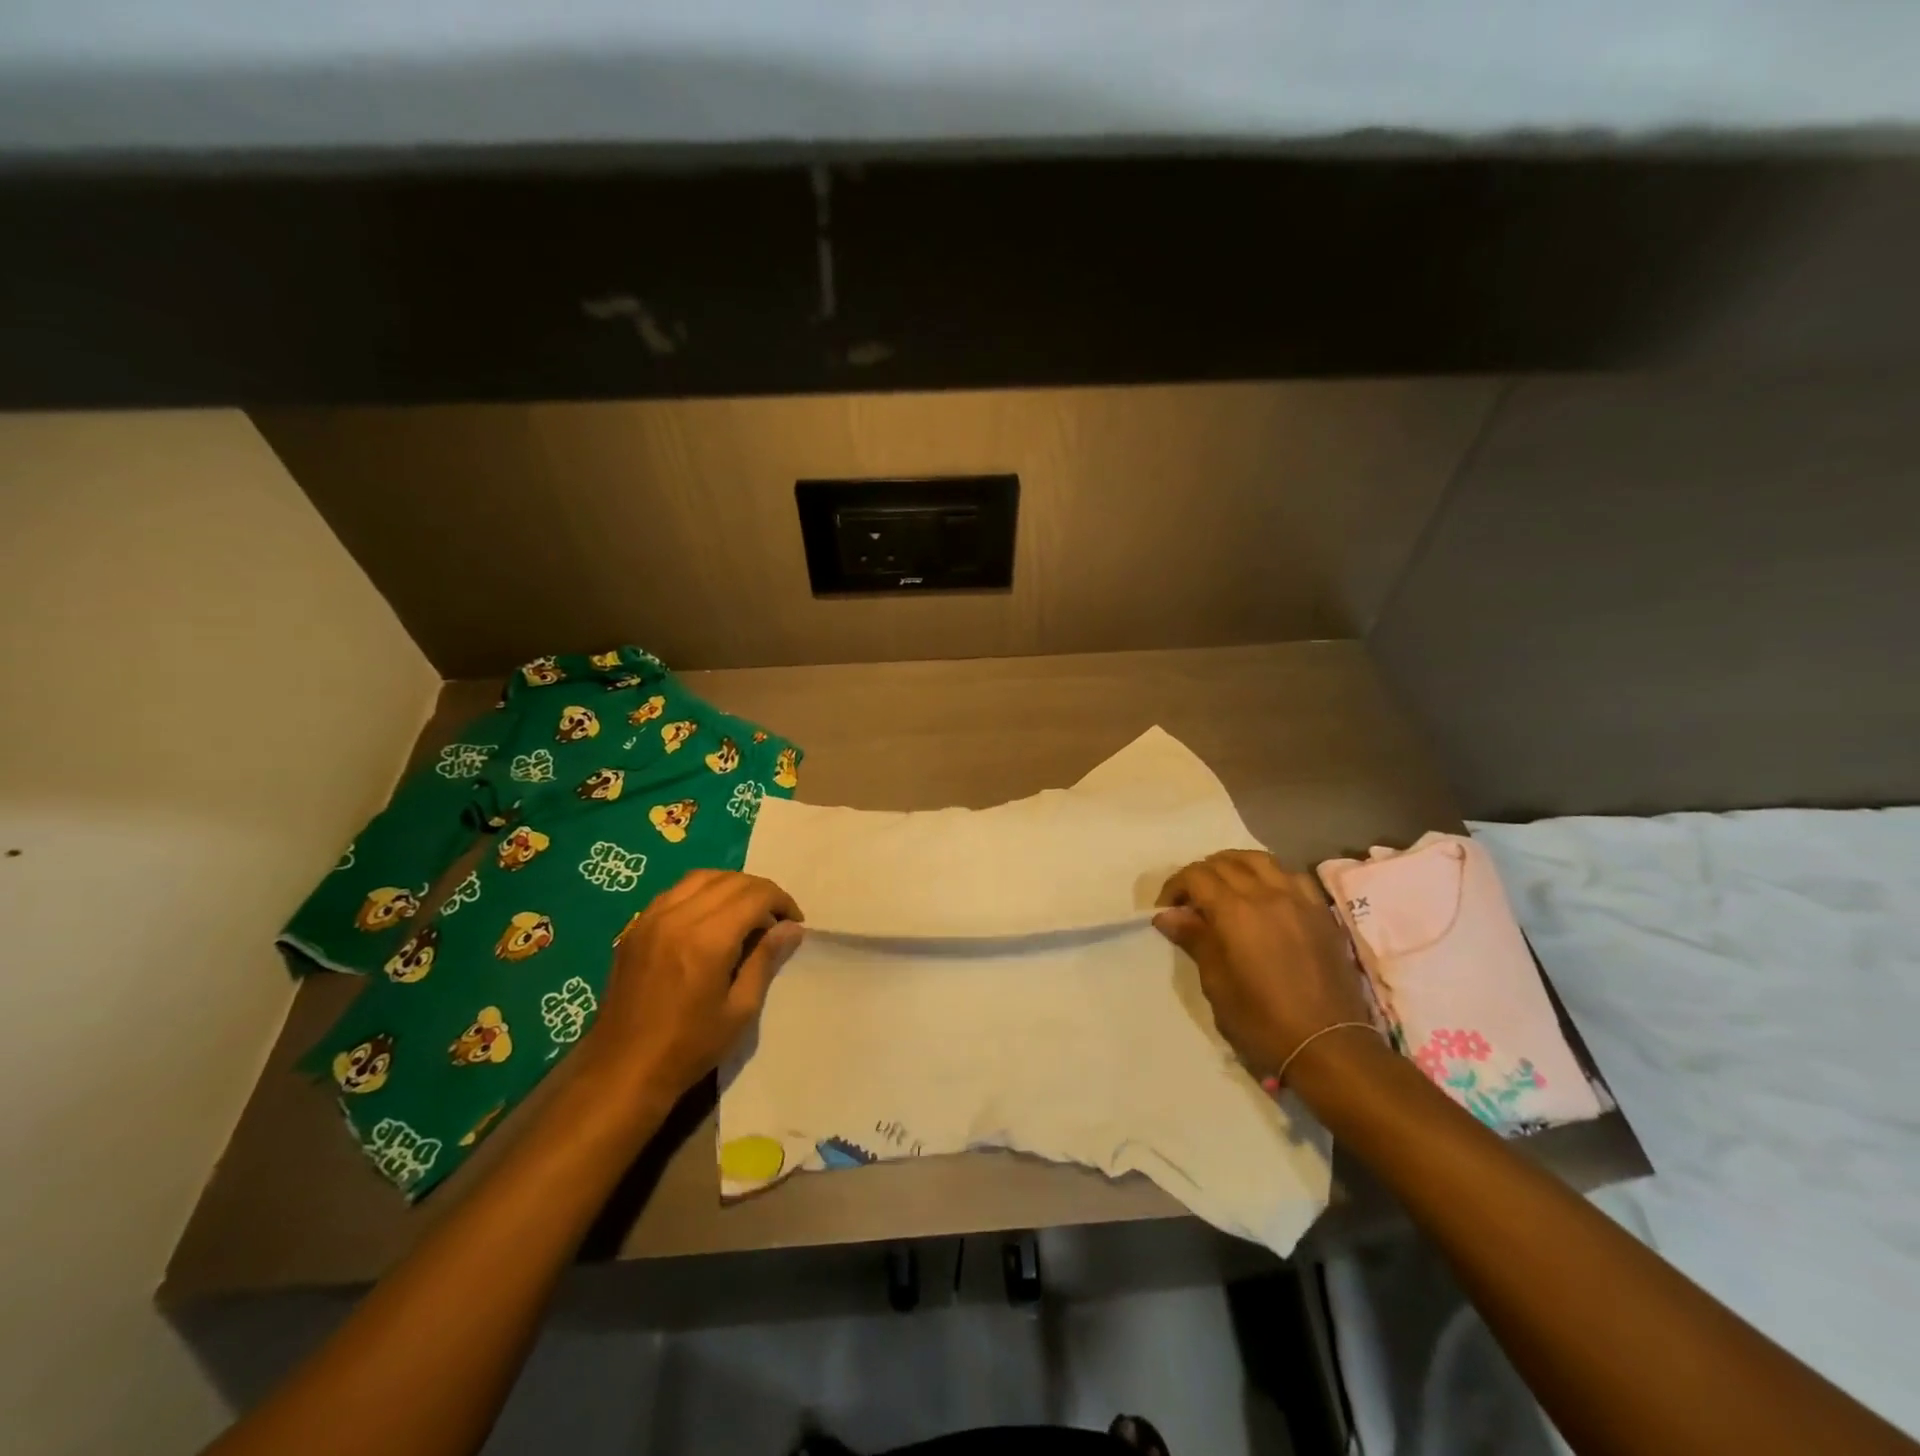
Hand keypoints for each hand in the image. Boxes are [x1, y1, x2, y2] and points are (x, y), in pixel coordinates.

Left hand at [580, 870, 805, 1103]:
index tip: (794, 923)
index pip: (756, 895)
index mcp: (708, 939)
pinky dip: (701, 892)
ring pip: (702, 877)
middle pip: (731, 880)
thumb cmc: (689, 1047)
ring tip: (745, 913)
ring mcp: (651, 918)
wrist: (622, 1070)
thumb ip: (766, 959)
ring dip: (731, 886)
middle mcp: (678, 917)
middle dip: (761, 892)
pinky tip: (709, 917)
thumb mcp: (740, 1009)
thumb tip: (792, 928)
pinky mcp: (635, 927)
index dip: (782, 902)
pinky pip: (675, 891)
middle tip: (774, 920)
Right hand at [1154, 850, 1371, 1076]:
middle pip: (1225, 863)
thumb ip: (1195, 939)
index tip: (1166, 910)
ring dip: (1234, 865)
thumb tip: (1168, 915)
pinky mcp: (1321, 912)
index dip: (1175, 886)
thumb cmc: (1262, 1021)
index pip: (1196, 876)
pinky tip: (1264, 894)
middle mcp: (1267, 894)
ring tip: (1224, 886)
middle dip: (1201, 875)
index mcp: (1235, 912)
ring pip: (1260, 860)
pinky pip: (1292, 875)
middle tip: (1190, 901)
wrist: (1329, 1047)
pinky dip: (1270, 875)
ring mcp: (1298, 899)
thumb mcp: (1217, 984)